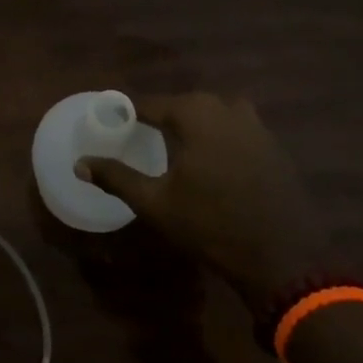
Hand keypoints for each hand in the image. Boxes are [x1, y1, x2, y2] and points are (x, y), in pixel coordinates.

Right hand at [75, 93, 334, 304]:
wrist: (283, 258)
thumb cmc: (211, 226)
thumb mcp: (156, 203)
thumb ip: (116, 177)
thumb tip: (79, 163)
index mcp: (196, 114)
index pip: (151, 104)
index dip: (129, 111)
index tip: (111, 119)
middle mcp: (228, 109)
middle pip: (186, 104)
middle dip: (164, 116)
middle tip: (143, 134)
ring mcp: (257, 127)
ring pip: (216, 114)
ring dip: (196, 124)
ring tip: (179, 146)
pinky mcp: (274, 148)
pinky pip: (238, 130)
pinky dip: (220, 138)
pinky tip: (213, 164)